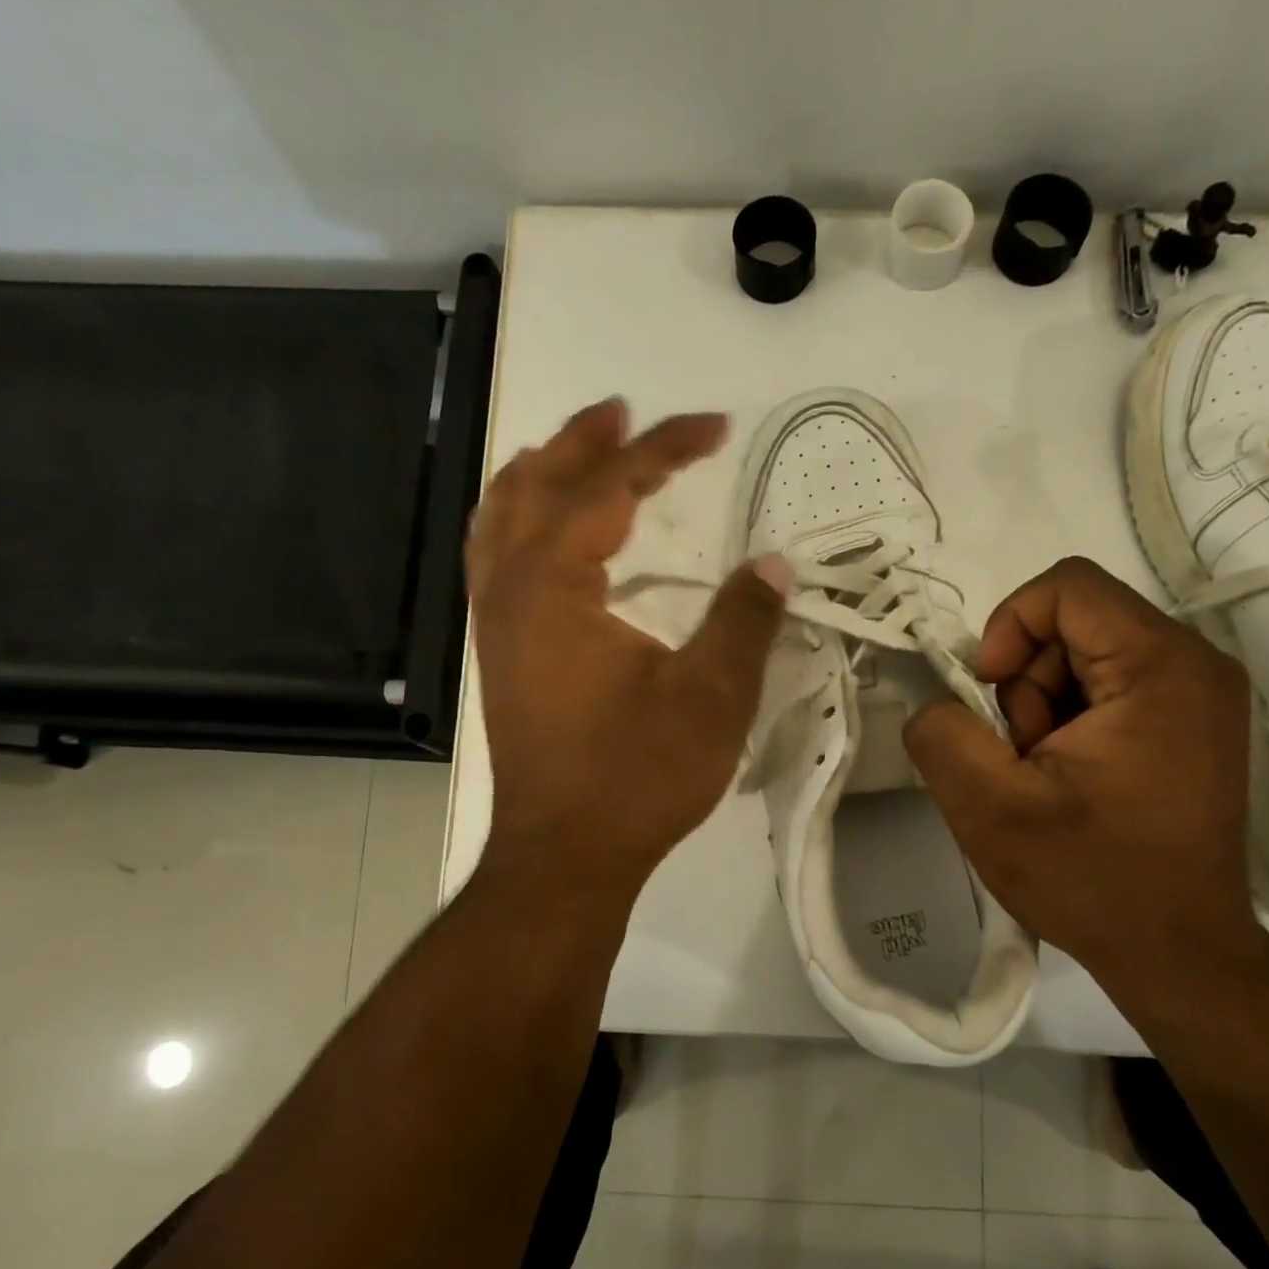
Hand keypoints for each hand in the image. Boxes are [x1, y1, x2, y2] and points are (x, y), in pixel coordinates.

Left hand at [468, 399, 791, 899]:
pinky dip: (518, 522)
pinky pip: (495, 560)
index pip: (608, 490)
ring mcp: (496, 625)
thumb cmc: (637, 777)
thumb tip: (774, 564)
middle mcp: (510, 592)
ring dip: (539, 475)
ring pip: (500, 520)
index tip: (714, 425)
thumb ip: (744, 621)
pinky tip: (543, 534)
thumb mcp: (710, 698)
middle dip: (585, 441)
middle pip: (536, 486)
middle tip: (627, 412)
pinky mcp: (501, 656)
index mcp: (555, 587)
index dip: (663, 449)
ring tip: (576, 449)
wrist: (566, 856)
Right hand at [902, 557, 1261, 982]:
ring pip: (1085, 655)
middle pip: (1075, 622)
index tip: (990, 695)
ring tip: (1046, 775)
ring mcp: (1201, 694)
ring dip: (1044, 706)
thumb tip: (939, 703)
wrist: (1178, 954)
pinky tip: (1070, 779)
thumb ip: (942, 734)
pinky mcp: (1192, 723)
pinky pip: (1109, 685)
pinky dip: (1071, 721)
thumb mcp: (988, 808)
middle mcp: (1195, 665)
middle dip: (1026, 682)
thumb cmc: (1091, 879)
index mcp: (1160, 667)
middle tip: (1023, 755)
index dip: (1009, 626)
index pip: (1067, 587)